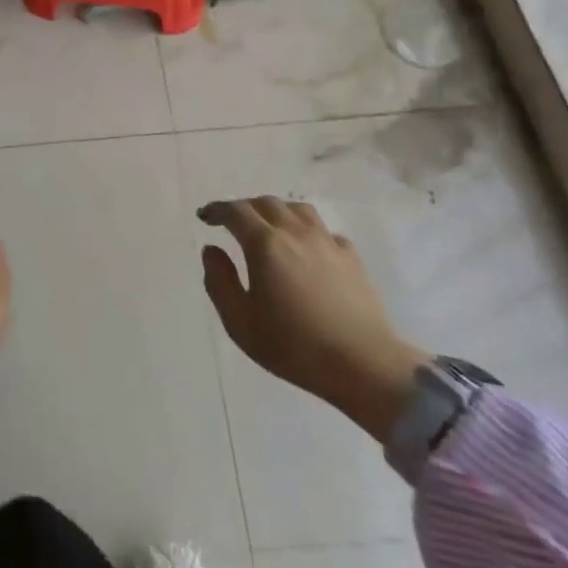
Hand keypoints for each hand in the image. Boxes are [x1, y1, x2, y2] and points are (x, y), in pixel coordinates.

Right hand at [199, 197, 429, 442]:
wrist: (362, 363)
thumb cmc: (293, 345)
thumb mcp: (239, 322)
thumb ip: (219, 281)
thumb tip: (212, 250)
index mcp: (265, 244)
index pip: (235, 212)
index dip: (217, 210)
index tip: (204, 216)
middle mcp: (295, 232)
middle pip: (266, 203)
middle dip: (244, 207)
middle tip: (231, 221)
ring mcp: (327, 242)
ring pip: (297, 209)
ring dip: (276, 211)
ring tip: (268, 226)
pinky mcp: (351, 257)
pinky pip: (323, 230)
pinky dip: (306, 230)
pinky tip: (306, 248)